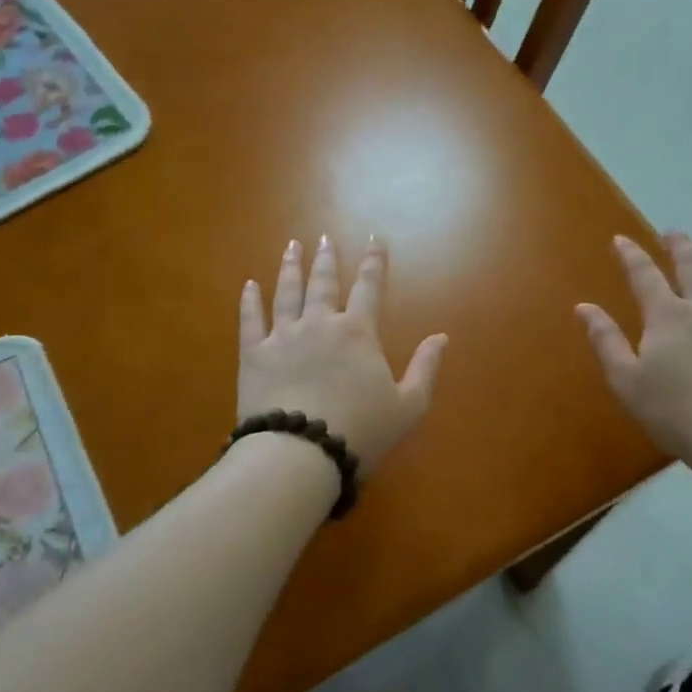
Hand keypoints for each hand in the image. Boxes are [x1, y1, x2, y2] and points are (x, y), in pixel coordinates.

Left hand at [239, 236, 448, 475]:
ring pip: (287, 292)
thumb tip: (441, 337)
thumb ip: (425, 368)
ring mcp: (283, 336)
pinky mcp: (254, 354)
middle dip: (327, 258)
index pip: (369, 288)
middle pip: (323, 283)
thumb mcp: (408, 406)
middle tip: (324, 238)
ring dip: (291, 267)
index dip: (374, 262)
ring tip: (292, 247)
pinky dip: (250, 300)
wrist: (300, 453)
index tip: (375, 240)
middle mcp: (319, 324)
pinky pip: (250, 319)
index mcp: (357, 333)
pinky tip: (249, 285)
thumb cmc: (361, 431)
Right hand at [577, 233, 691, 464]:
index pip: (644, 275)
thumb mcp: (626, 379)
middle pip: (691, 267)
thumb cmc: (673, 410)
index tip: (620, 239)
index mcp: (667, 315)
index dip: (631, 255)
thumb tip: (583, 307)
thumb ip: (605, 340)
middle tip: (673, 232)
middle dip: (679, 246)